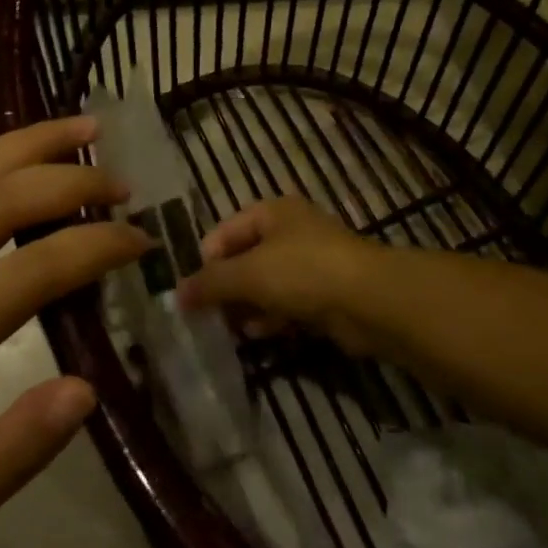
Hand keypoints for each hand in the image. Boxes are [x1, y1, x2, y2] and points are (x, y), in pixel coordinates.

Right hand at [178, 196, 390, 356]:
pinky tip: (258, 334)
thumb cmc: (303, 272)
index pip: (224, 232)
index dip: (206, 261)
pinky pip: (287, 303)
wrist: (370, 301)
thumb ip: (210, 283)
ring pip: (266, 284)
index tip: (193, 293)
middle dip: (225, 287)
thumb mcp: (248, 273)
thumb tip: (177, 295)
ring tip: (229, 329)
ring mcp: (311, 263)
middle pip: (245, 258)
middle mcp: (291, 232)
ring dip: (246, 306)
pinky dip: (271, 317)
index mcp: (272, 212)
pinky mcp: (325, 294)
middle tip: (207, 315)